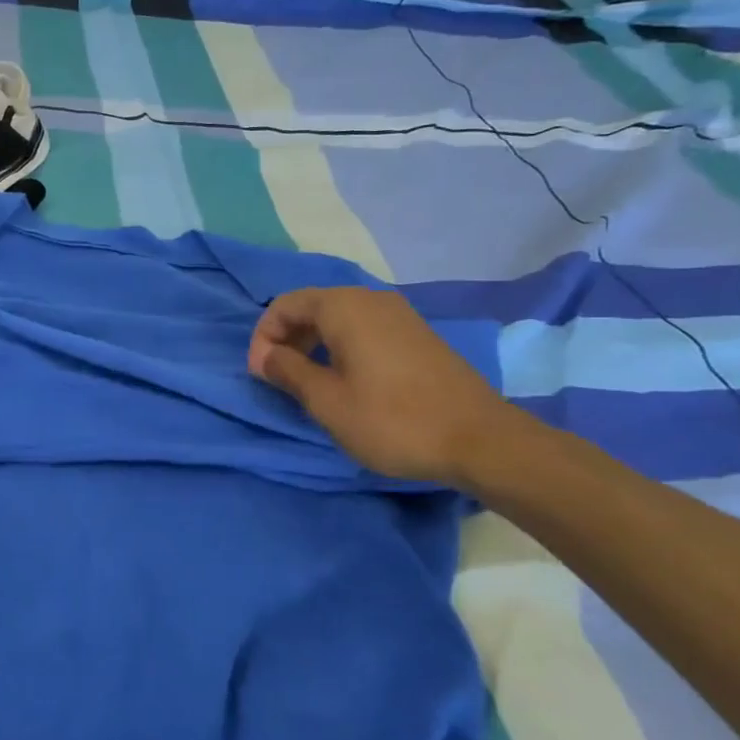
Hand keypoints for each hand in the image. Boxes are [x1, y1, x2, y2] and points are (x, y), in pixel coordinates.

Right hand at [248, 286, 516, 487]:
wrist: (479, 439)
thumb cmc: (391, 420)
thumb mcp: (327, 401)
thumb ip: (288, 371)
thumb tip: (265, 356)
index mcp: (343, 307)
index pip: (285, 304)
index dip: (263, 336)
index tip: (260, 373)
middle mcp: (371, 300)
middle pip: (313, 307)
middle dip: (287, 338)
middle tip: (278, 378)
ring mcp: (399, 315)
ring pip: (339, 318)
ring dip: (314, 344)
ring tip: (308, 382)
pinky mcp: (417, 335)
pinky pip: (364, 329)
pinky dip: (342, 347)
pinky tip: (346, 381)